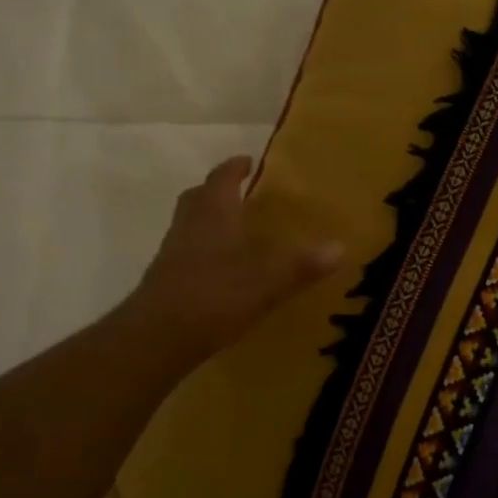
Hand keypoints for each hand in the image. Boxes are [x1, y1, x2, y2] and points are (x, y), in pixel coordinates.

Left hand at [124, 156, 343, 365]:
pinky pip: (184, 252)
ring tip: (233, 231)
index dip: (235, 168)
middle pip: (198, 197)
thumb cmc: (215, 295)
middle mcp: (189, 225)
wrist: (157, 337)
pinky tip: (220, 269)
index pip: (222, 178)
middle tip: (238, 193)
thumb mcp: (268, 281)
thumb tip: (340, 247)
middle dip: (216, 191)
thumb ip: (302, 265)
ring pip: (188, 224)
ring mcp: (171, 253)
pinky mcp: (164, 280)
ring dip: (207, 221)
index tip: (247, 160)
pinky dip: (202, 251)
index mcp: (213, 213)